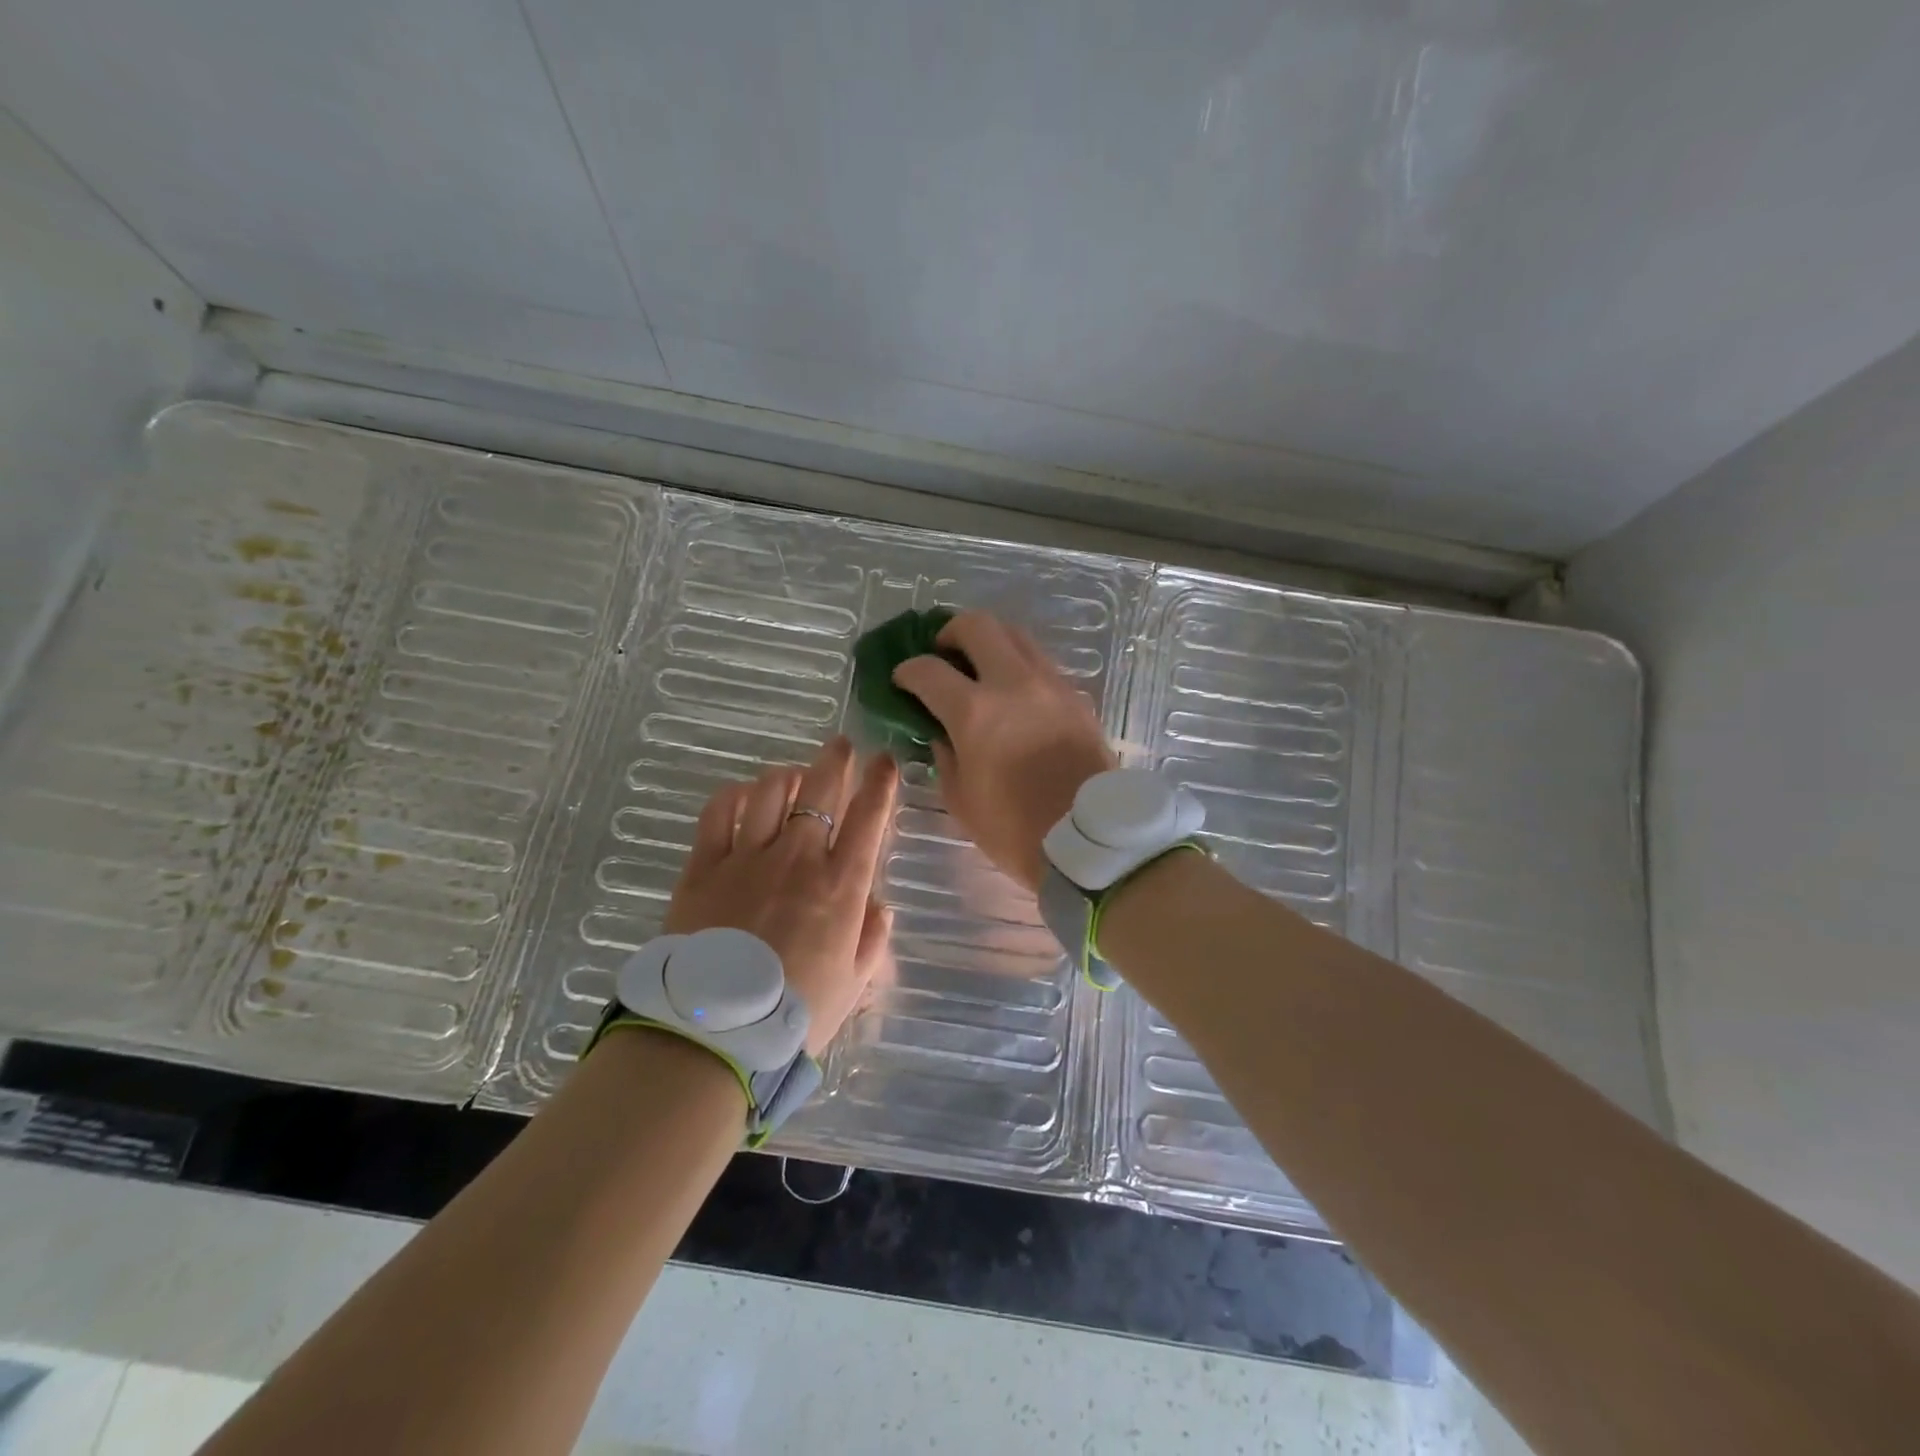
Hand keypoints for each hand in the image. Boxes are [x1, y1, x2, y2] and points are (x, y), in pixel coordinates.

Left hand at [665, 737, 897, 1056]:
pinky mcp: (703, 866)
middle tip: (841, 746)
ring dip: (787, 776)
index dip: (881, 783)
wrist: (713, 1033)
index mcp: (841, 886)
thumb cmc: (794, 1014)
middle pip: (820, 789)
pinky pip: (718, 812)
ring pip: (769, 792)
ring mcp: (747, 858)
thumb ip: (872, 939)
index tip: (885, 761)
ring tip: (793, 776)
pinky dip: (734, 796)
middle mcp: (798, 859)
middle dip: (836, 760)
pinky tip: (742, 797)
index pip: (869, 817)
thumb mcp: (852, 984)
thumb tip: (879, 905)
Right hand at [892, 611, 1115, 893]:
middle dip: (950, 632)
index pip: (929, 671)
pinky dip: (1018, 665)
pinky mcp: (1076, 696)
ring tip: (979, 667)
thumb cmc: (1015, 828)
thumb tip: (942, 733)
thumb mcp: (961, 799)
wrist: (1088, 839)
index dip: (907, 671)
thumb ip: (944, 756)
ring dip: (990, 642)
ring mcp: (1050, 684)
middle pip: (977, 625)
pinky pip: (1040, 663)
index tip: (902, 680)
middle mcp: (1013, 683)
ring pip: (1016, 635)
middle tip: (943, 653)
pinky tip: (1013, 692)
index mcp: (975, 712)